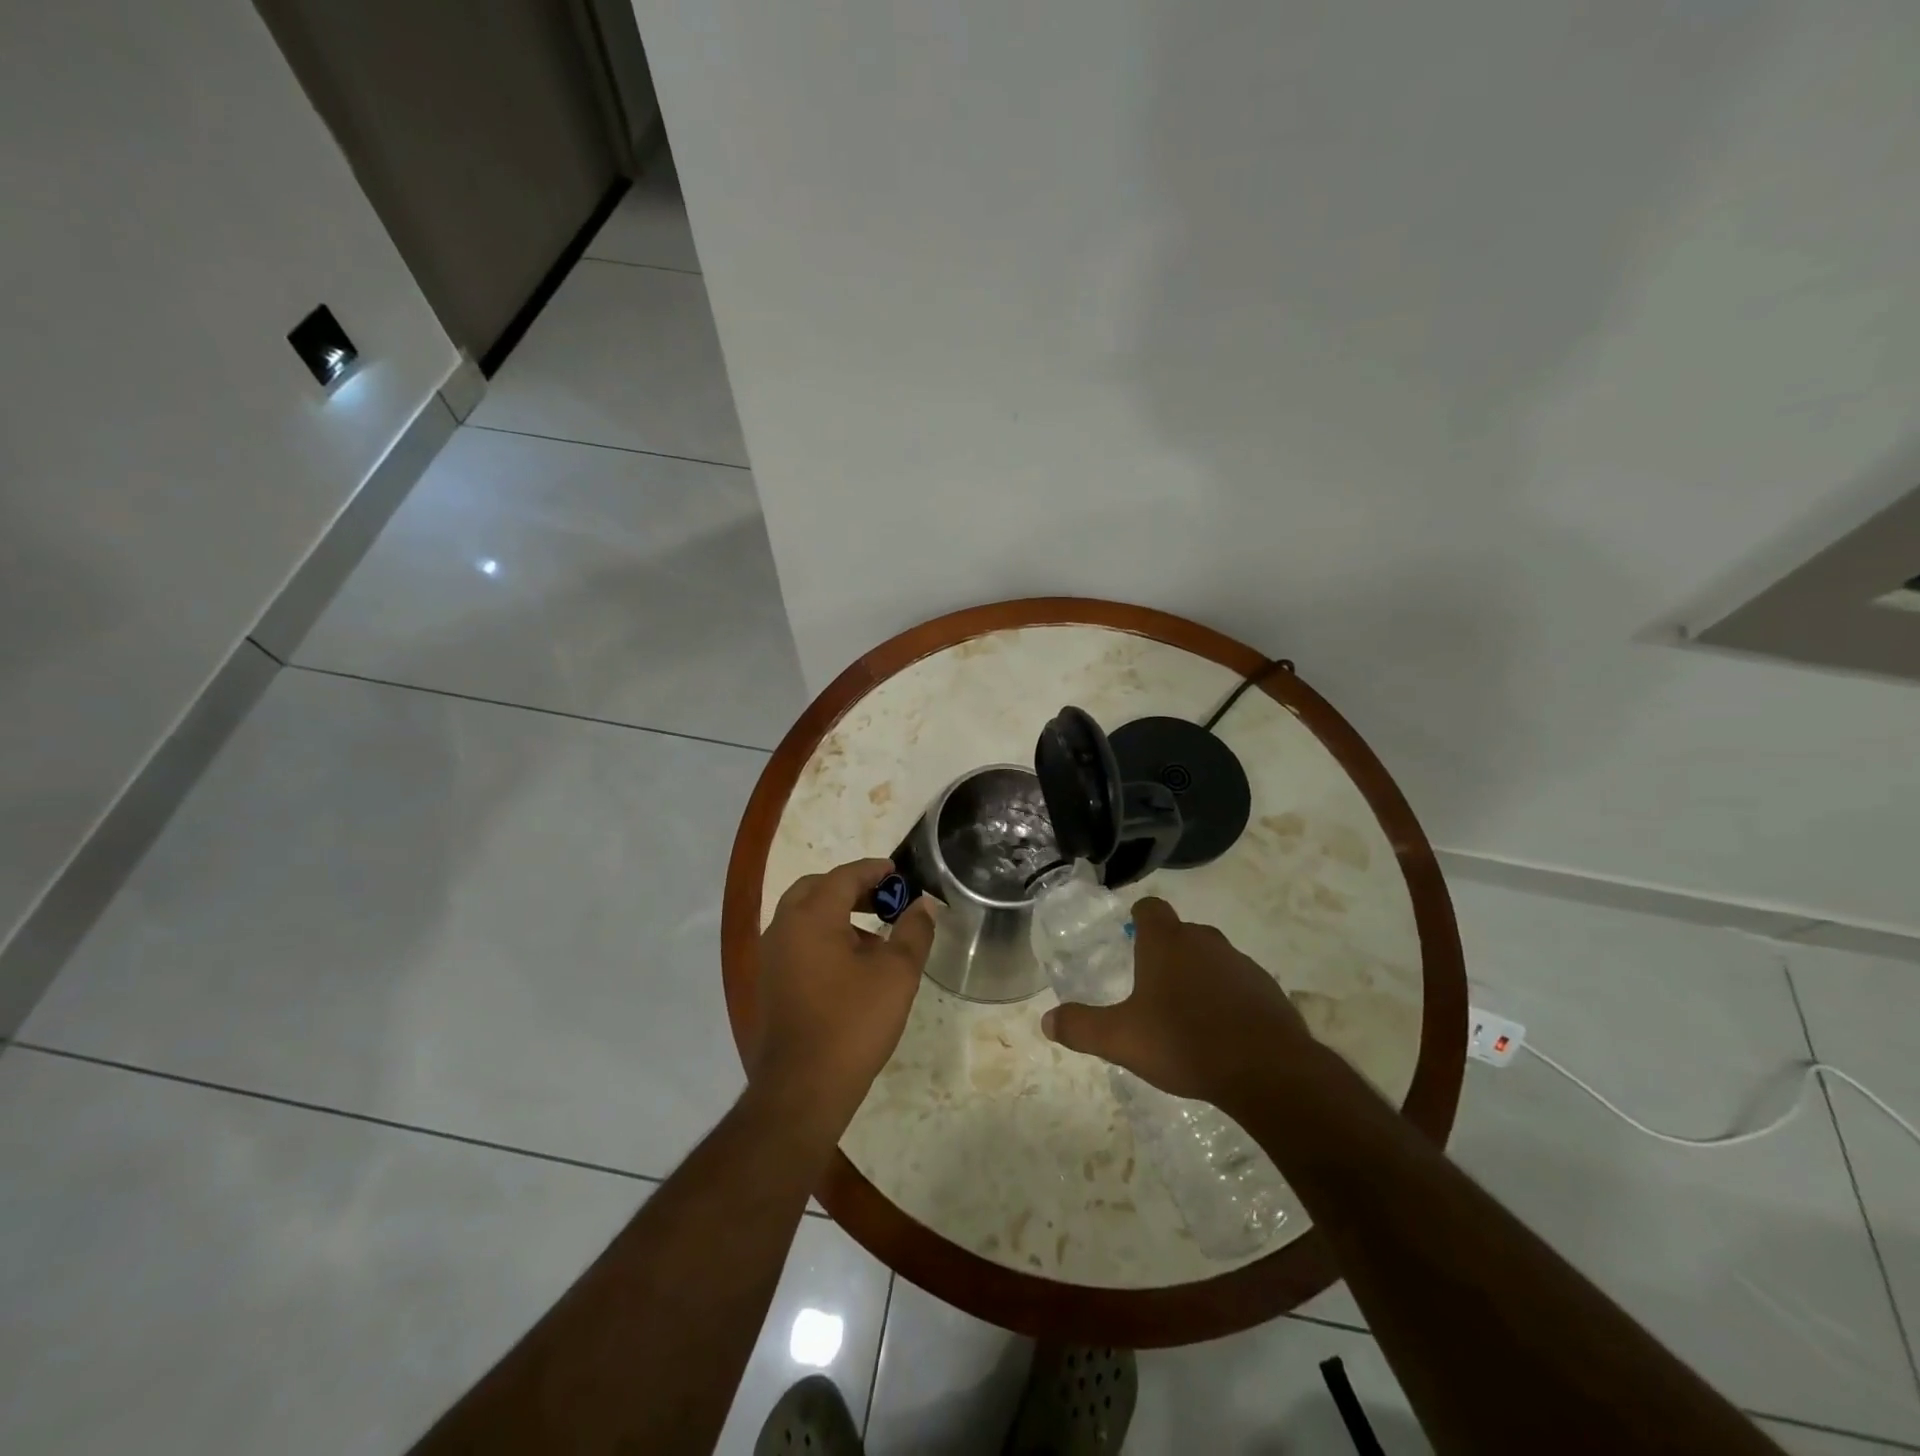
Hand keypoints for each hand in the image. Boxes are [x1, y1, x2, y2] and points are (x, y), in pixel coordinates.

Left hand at [750, 858, 936, 1138]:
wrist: (802, 1088)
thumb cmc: (853, 1022)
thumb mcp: (897, 973)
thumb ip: (913, 931)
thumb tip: (923, 904)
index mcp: (811, 916)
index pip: (844, 876)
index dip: (874, 870)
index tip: (899, 872)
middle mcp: (784, 927)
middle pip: (817, 889)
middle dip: (852, 887)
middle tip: (884, 898)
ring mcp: (771, 956)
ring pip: (804, 915)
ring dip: (837, 912)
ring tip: (875, 934)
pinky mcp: (770, 982)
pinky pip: (798, 941)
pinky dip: (823, 936)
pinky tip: (851, 964)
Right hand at [1040, 897, 1312, 1110]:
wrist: (1267, 1071)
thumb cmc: (1184, 1042)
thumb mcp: (1121, 1040)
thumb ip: (1081, 1027)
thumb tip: (1047, 1020)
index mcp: (1167, 942)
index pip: (1150, 908)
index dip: (1138, 917)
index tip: (1130, 936)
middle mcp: (1204, 941)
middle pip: (1181, 933)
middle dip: (1166, 952)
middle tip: (1149, 985)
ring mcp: (1241, 964)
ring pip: (1211, 958)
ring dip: (1198, 976)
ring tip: (1184, 1014)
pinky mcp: (1268, 990)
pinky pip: (1238, 985)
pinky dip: (1227, 999)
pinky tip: (1220, 1032)